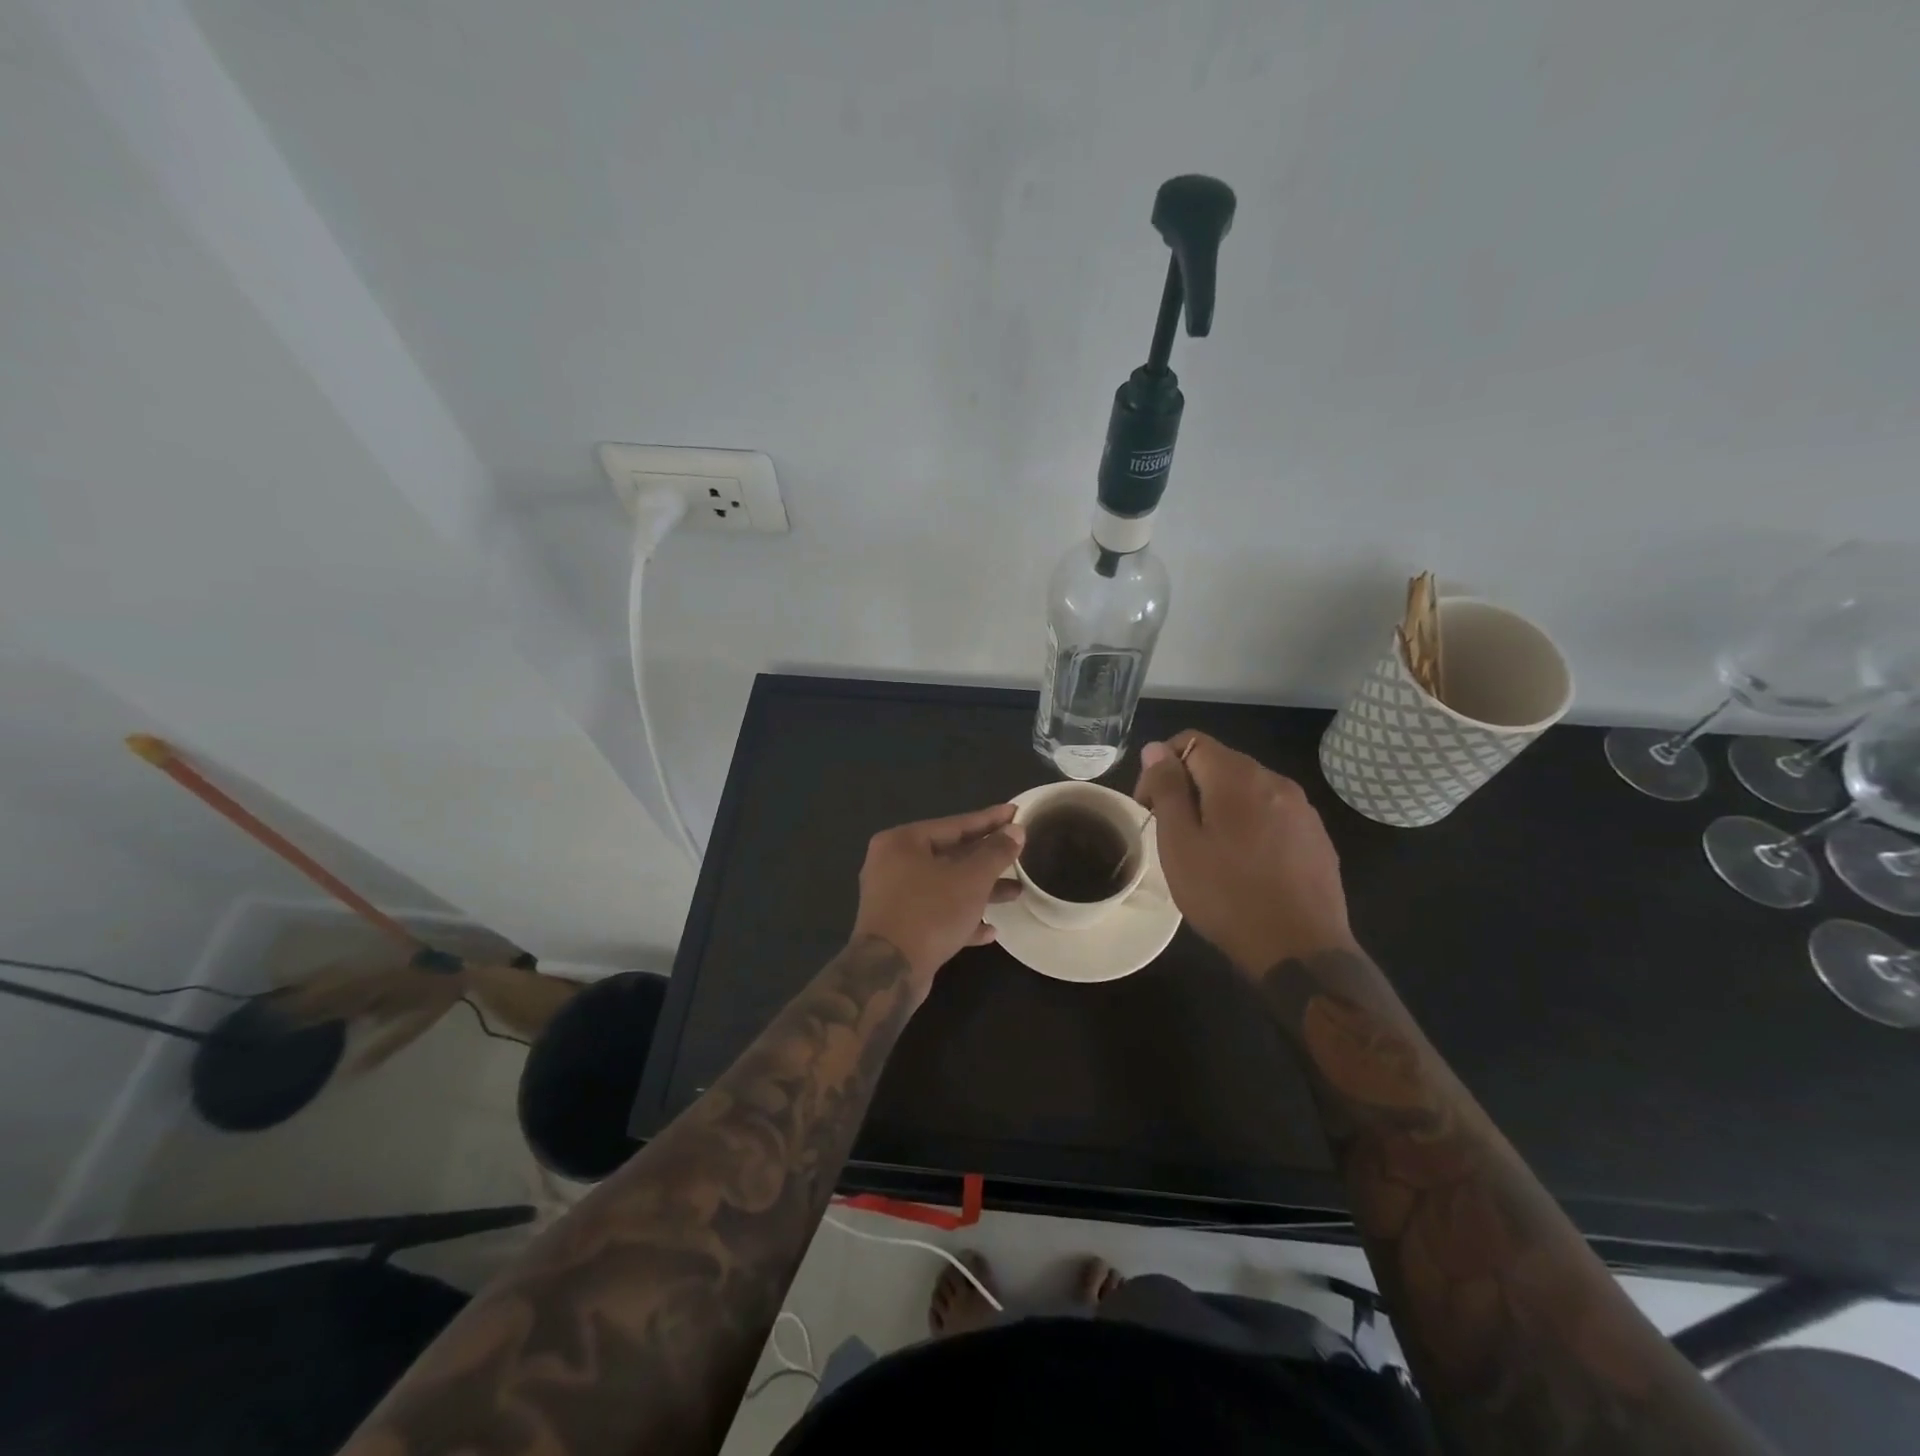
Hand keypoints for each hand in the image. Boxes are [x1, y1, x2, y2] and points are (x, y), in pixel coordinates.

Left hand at [851, 805, 1025, 987]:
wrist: (889, 971)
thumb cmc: (930, 912)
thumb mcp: (971, 878)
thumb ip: (995, 852)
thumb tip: (1016, 831)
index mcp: (902, 842)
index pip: (954, 824)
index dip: (989, 820)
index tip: (1016, 813)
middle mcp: (892, 865)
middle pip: (949, 855)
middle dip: (987, 859)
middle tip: (1019, 853)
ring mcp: (894, 898)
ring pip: (946, 886)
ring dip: (980, 890)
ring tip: (1016, 892)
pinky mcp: (900, 928)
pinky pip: (937, 914)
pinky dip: (962, 917)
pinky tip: (990, 929)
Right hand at [1133, 731, 1353, 974]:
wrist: (1300, 950)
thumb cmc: (1226, 895)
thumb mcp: (1180, 843)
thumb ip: (1168, 789)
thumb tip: (1156, 750)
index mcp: (1238, 777)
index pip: (1190, 741)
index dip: (1161, 766)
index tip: (1150, 807)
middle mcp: (1275, 780)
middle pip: (1220, 764)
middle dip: (1190, 788)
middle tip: (1174, 833)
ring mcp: (1302, 809)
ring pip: (1247, 791)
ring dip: (1220, 807)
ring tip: (1209, 852)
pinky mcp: (1317, 837)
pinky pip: (1272, 814)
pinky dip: (1250, 826)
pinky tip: (1244, 865)